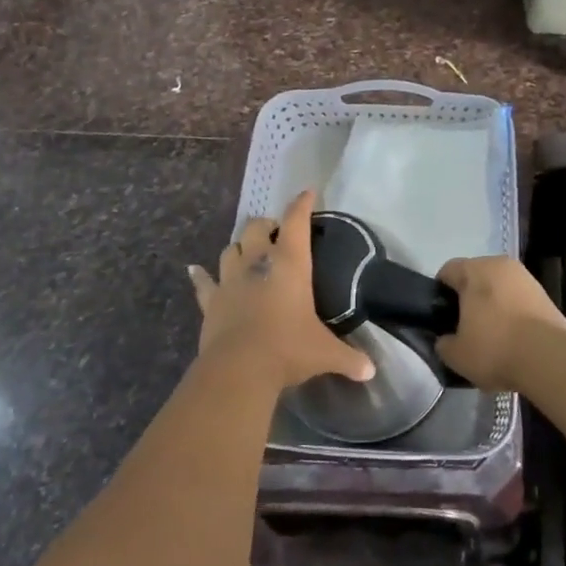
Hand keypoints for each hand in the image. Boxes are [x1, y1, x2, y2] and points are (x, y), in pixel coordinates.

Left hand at [188, 190, 374, 390]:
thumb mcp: (325, 353)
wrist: (240, 368)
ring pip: (231, 249)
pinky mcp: (211, 301)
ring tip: (247, 251)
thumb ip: (349, 358)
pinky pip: (203, 282)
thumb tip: (371, 371)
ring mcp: (230, 279)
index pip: (296, 222)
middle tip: (276, 233)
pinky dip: (200, 275)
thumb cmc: (288, 348)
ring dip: (240, 247)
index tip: (307, 193)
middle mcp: (258, 262)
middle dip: (266, 225)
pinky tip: (194, 270)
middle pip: (256, 228)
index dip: (302, 205)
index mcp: (290, 263)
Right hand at [434, 255, 565, 389]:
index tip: (442, 317)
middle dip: (469, 298)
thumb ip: (443, 343)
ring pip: (499, 288)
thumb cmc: (494, 348)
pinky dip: (512, 314)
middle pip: (476, 277)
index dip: (440, 293)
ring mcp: (526, 278)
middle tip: (465, 328)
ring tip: (492, 337)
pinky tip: (513, 340)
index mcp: (474, 270)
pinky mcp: (545, 295)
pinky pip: (518, 300)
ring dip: (493, 306)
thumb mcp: (456, 355)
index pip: (448, 271)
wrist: (549, 359)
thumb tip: (446, 340)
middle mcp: (500, 264)